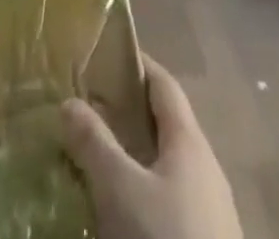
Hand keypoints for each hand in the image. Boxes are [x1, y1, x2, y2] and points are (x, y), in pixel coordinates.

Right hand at [60, 56, 241, 238]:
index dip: (136, 65)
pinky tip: (121, 212)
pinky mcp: (203, 237)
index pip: (163, 83)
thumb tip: (69, 101)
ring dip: (135, 158)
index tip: (105, 57)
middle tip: (89, 112)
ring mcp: (209, 207)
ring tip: (98, 162)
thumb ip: (94, 143)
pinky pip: (170, 200)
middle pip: (164, 125)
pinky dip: (144, 193)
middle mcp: (204, 165)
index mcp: (189, 139)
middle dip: (128, 116)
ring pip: (166, 166)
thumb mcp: (120, 190)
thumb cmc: (165, 237)